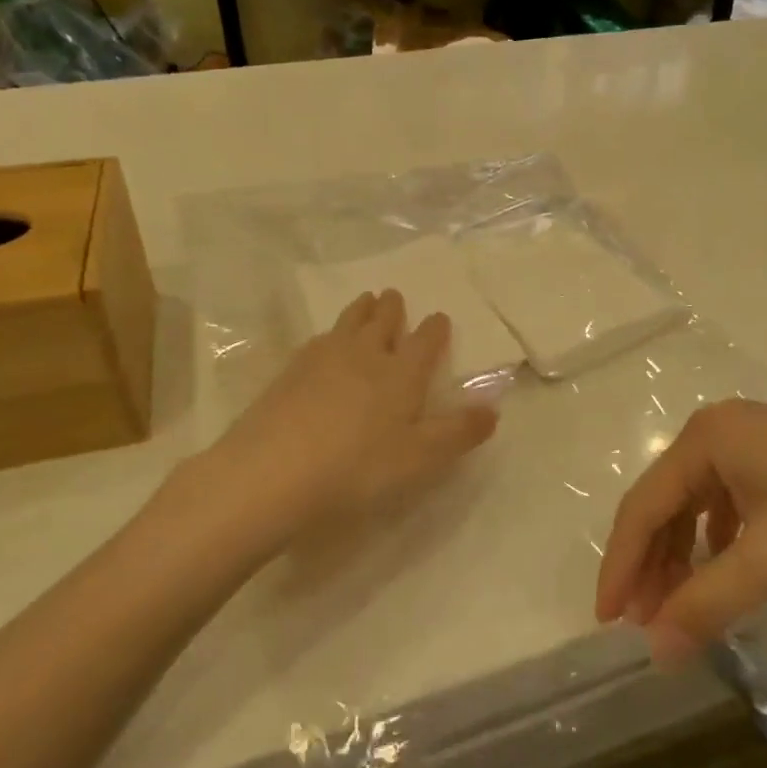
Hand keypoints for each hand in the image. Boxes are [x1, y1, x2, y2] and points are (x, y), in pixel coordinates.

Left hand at [182, 290, 498, 558]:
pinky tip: (323, 342)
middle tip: (393, 295)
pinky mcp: (289, 372)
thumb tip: (494, 410)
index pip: (424, 341)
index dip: (435, 329)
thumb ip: (458, 432)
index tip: (439, 317)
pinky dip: (329, 335)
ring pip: (347, 323)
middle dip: (391, 308)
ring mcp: (322, 359)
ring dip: (360, 310)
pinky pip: (317, 341)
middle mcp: (364, 355)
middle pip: (381, 322)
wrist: (272, 472)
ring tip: (365, 300)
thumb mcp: (419, 458)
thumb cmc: (357, 467)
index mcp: (401, 373)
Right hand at [595, 400, 766, 663]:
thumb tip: (656, 652)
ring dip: (681, 553)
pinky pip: (723, 496)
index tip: (608, 621)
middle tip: (644, 623)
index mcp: (704, 439)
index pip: (642, 506)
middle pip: (664, 501)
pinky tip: (720, 566)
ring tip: (677, 604)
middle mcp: (715, 429)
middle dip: (652, 564)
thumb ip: (708, 603)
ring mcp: (746, 437)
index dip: (621, 565)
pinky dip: (713, 537)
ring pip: (693, 500)